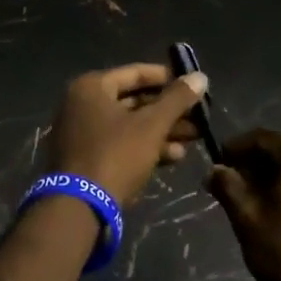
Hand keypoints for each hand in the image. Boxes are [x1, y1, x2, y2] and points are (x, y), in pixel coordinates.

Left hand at [46, 63, 208, 205]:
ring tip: (195, 138)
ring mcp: (83, 133)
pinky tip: (174, 156)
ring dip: (163, 130)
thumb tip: (200, 76)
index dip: (168, 78)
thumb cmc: (116, 155)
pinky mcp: (87, 158)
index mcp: (92, 87)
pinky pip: (120, 143)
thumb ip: (177, 99)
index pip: (136, 73)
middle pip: (134, 100)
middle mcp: (82, 104)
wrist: (79, 207)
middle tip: (199, 116)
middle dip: (169, 110)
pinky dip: (145, 146)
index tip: (194, 85)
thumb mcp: (151, 125)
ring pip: (130, 125)